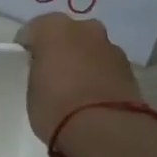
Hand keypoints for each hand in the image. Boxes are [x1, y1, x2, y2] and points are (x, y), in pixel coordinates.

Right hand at [16, 14, 143, 146]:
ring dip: (82, 61)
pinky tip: (93, 96)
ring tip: (75, 89)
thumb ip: (39, 72)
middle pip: (66, 34)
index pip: (32, 31)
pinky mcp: (129, 67)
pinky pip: (106, 65)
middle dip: (60, 49)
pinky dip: (99, 75)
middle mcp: (85, 28)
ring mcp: (110, 46)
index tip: (26, 66)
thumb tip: (49, 73)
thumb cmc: (56, 106)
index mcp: (53, 28)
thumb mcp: (32, 90)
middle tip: (52, 73)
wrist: (105, 128)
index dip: (28, 48)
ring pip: (89, 48)